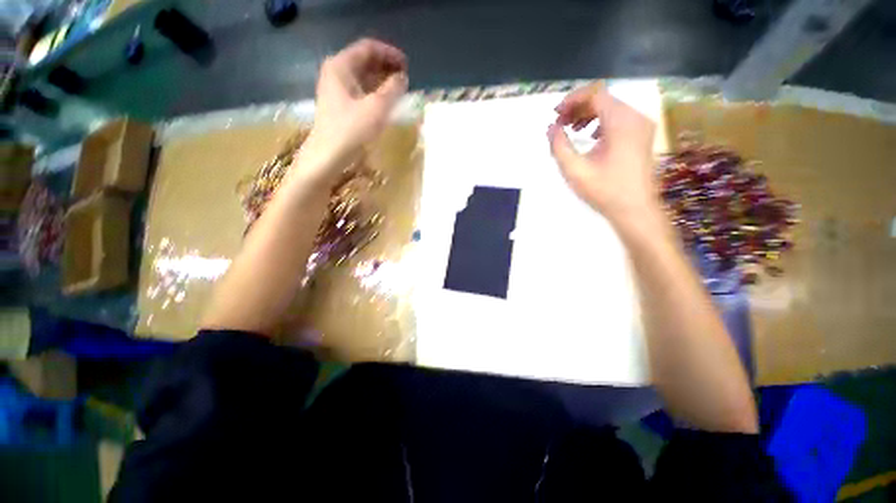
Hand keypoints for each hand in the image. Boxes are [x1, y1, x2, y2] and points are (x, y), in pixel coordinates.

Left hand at [300, 39, 407, 175]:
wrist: (328, 156)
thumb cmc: (351, 130)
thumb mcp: (377, 108)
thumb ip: (392, 89)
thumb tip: (402, 78)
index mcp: (340, 66)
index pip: (368, 48)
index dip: (389, 54)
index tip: (407, 65)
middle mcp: (336, 73)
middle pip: (364, 61)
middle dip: (386, 67)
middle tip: (405, 78)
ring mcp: (336, 90)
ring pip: (363, 77)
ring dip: (382, 81)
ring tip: (399, 90)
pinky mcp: (339, 105)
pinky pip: (360, 92)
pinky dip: (375, 93)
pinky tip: (386, 102)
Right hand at [547, 82, 660, 228]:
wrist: (635, 209)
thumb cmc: (604, 191)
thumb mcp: (575, 170)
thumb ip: (559, 146)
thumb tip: (551, 128)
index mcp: (621, 122)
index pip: (595, 94)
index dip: (572, 100)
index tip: (555, 114)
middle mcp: (635, 117)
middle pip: (604, 99)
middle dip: (578, 107)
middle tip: (559, 124)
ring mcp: (642, 126)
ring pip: (612, 108)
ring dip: (588, 115)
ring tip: (571, 130)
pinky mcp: (642, 136)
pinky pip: (619, 119)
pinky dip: (600, 122)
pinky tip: (590, 137)